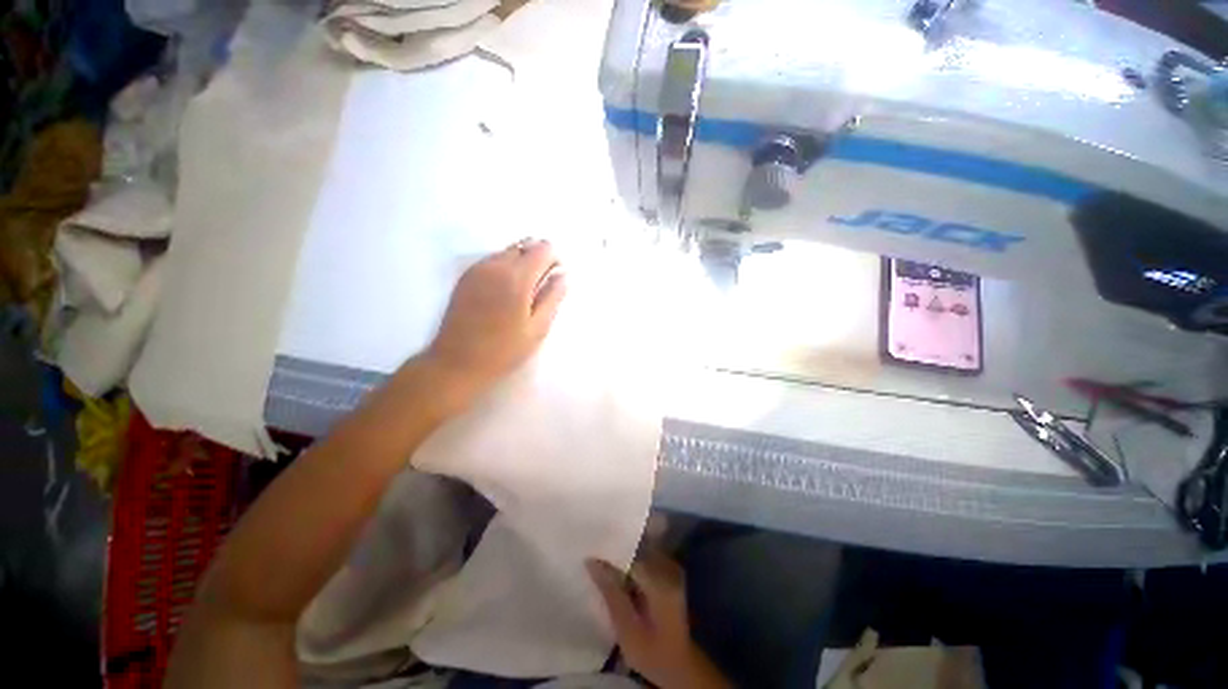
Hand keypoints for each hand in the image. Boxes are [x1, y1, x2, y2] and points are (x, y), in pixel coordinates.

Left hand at [422, 238, 566, 400]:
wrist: (457, 362)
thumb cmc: (503, 350)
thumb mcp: (537, 328)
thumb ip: (553, 298)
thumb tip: (563, 275)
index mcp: (517, 278)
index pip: (542, 248)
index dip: (555, 258)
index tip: (557, 276)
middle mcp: (496, 265)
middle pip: (524, 244)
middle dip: (539, 257)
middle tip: (543, 284)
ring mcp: (477, 269)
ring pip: (507, 250)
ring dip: (522, 261)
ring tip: (525, 289)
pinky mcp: (465, 277)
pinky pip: (492, 260)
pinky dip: (505, 266)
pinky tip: (506, 290)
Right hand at [587, 553, 730, 688]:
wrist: (679, 665)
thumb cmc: (652, 652)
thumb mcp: (626, 630)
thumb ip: (611, 593)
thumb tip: (592, 561)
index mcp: (661, 581)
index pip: (631, 554)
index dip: (610, 551)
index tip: (591, 550)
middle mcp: (669, 568)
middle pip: (637, 548)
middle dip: (616, 551)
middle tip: (593, 553)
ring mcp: (672, 569)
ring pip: (641, 551)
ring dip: (623, 555)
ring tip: (601, 560)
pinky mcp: (670, 573)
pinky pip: (647, 557)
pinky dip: (632, 561)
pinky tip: (618, 571)